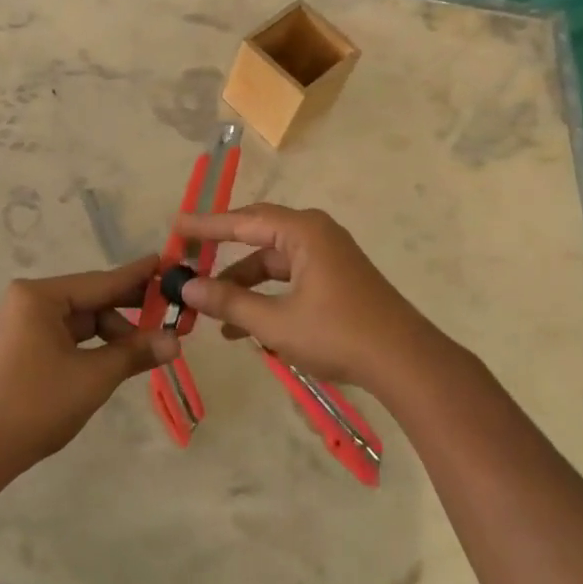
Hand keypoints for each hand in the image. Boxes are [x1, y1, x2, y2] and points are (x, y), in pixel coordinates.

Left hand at [0, 256, 176, 467]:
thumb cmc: (35, 405)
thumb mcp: (93, 377)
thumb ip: (134, 353)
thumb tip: (175, 341)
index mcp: (40, 296)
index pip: (101, 281)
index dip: (137, 276)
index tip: (166, 262)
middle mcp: (29, 301)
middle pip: (90, 300)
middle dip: (128, 311)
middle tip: (169, 313)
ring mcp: (22, 325)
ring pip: (80, 321)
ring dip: (111, 334)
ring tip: (145, 351)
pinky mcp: (21, 348)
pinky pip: (66, 337)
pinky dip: (92, 346)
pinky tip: (116, 358)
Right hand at [174, 204, 440, 388]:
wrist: (406, 363)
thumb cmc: (339, 334)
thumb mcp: (276, 322)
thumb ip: (229, 302)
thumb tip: (187, 286)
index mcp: (303, 231)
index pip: (243, 220)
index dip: (207, 225)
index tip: (176, 226)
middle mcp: (315, 234)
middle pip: (257, 236)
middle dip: (222, 253)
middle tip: (187, 261)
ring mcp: (328, 256)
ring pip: (272, 262)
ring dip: (244, 285)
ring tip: (213, 314)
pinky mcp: (336, 279)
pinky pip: (290, 278)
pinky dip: (267, 296)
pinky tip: (246, 328)